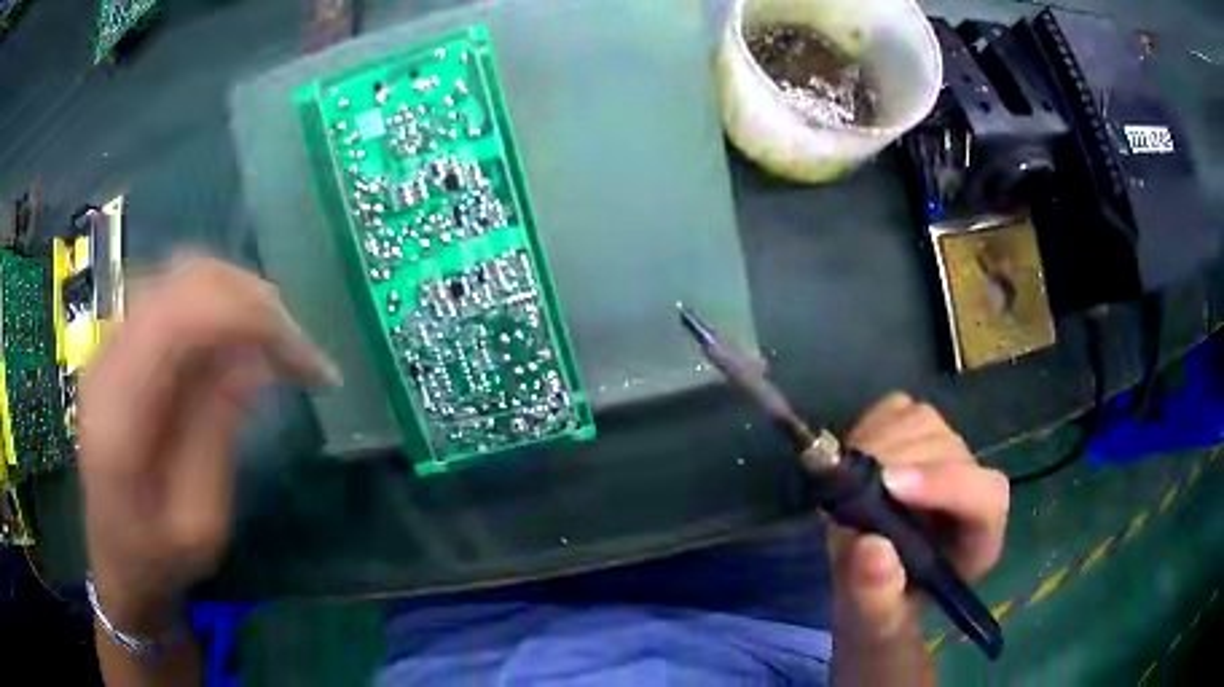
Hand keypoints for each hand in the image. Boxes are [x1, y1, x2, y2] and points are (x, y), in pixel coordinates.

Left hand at [79, 257, 339, 634]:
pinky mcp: (123, 343)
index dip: (247, 317)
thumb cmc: (156, 558)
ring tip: (279, 346)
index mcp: (117, 409)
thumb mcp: (198, 522)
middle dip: (254, 302)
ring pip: (185, 276)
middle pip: (185, 279)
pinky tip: (242, 346)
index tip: (303, 358)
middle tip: (300, 352)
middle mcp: (108, 356)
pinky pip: (179, 297)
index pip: (180, 317)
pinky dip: (221, 308)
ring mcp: (112, 342)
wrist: (115, 558)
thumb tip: (253, 359)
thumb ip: (215, 435)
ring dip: (241, 300)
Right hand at [829, 393, 1008, 684]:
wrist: (870, 581)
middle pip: (948, 451)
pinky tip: (854, 464)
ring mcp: (947, 452)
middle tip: (846, 498)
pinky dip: (869, 428)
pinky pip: (897, 409)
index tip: (888, 486)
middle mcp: (972, 488)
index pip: (985, 495)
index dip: (943, 483)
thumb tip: (871, 548)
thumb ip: (876, 596)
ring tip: (848, 489)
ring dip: (876, 447)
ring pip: (922, 422)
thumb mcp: (873, 623)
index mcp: (979, 540)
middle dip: (893, 467)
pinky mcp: (918, 431)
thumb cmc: (880, 609)